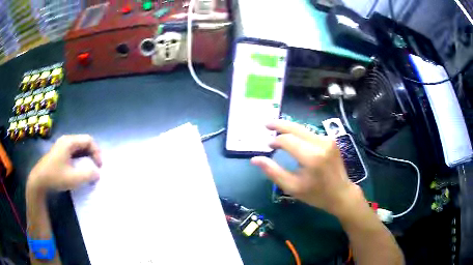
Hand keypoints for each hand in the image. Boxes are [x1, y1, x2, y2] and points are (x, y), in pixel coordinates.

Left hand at [27, 135, 101, 193]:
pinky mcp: (59, 153)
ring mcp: (62, 146)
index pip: (88, 140)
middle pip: (84, 143)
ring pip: (79, 148)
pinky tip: (80, 169)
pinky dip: (80, 159)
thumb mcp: (73, 179)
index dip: (96, 152)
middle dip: (92, 154)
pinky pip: (73, 152)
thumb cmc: (55, 177)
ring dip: (86, 157)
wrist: (39, 181)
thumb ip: (88, 175)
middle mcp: (66, 140)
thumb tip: (97, 173)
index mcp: (69, 142)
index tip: (99, 166)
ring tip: (90, 169)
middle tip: (96, 168)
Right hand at [251, 120, 362, 216]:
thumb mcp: (292, 187)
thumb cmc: (316, 194)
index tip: (267, 145)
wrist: (341, 193)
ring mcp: (328, 140)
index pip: (288, 140)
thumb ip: (273, 172)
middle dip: (279, 124)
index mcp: (312, 157)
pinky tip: (293, 138)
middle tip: (266, 124)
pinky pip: (311, 133)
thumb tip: (255, 159)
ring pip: (303, 129)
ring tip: (276, 131)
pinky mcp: (331, 140)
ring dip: (289, 129)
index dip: (275, 141)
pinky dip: (299, 134)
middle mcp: (321, 143)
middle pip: (296, 128)